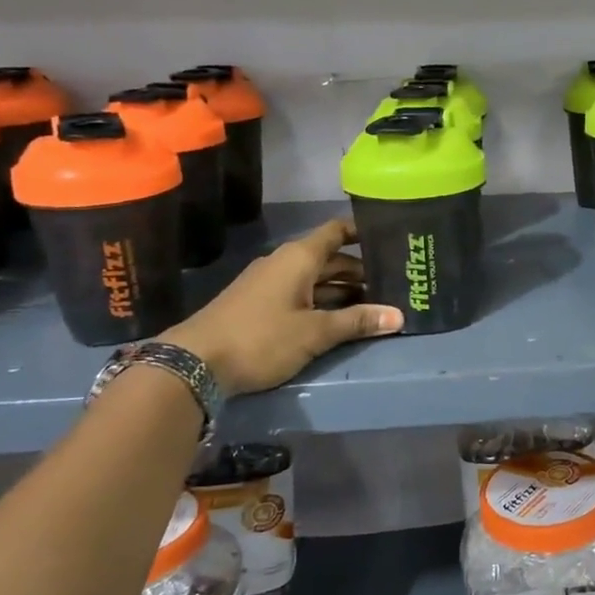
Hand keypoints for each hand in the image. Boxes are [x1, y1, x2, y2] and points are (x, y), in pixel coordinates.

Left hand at [162, 218, 402, 394]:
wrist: (194, 363)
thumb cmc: (261, 338)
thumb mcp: (315, 332)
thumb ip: (357, 322)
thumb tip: (399, 316)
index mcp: (299, 258)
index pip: (337, 231)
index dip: (362, 232)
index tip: (390, 239)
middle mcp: (285, 263)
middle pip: (330, 259)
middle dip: (361, 271)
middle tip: (393, 284)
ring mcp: (270, 284)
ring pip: (316, 280)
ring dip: (343, 291)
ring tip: (375, 305)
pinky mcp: (260, 305)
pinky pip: (301, 294)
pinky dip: (324, 302)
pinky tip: (340, 320)